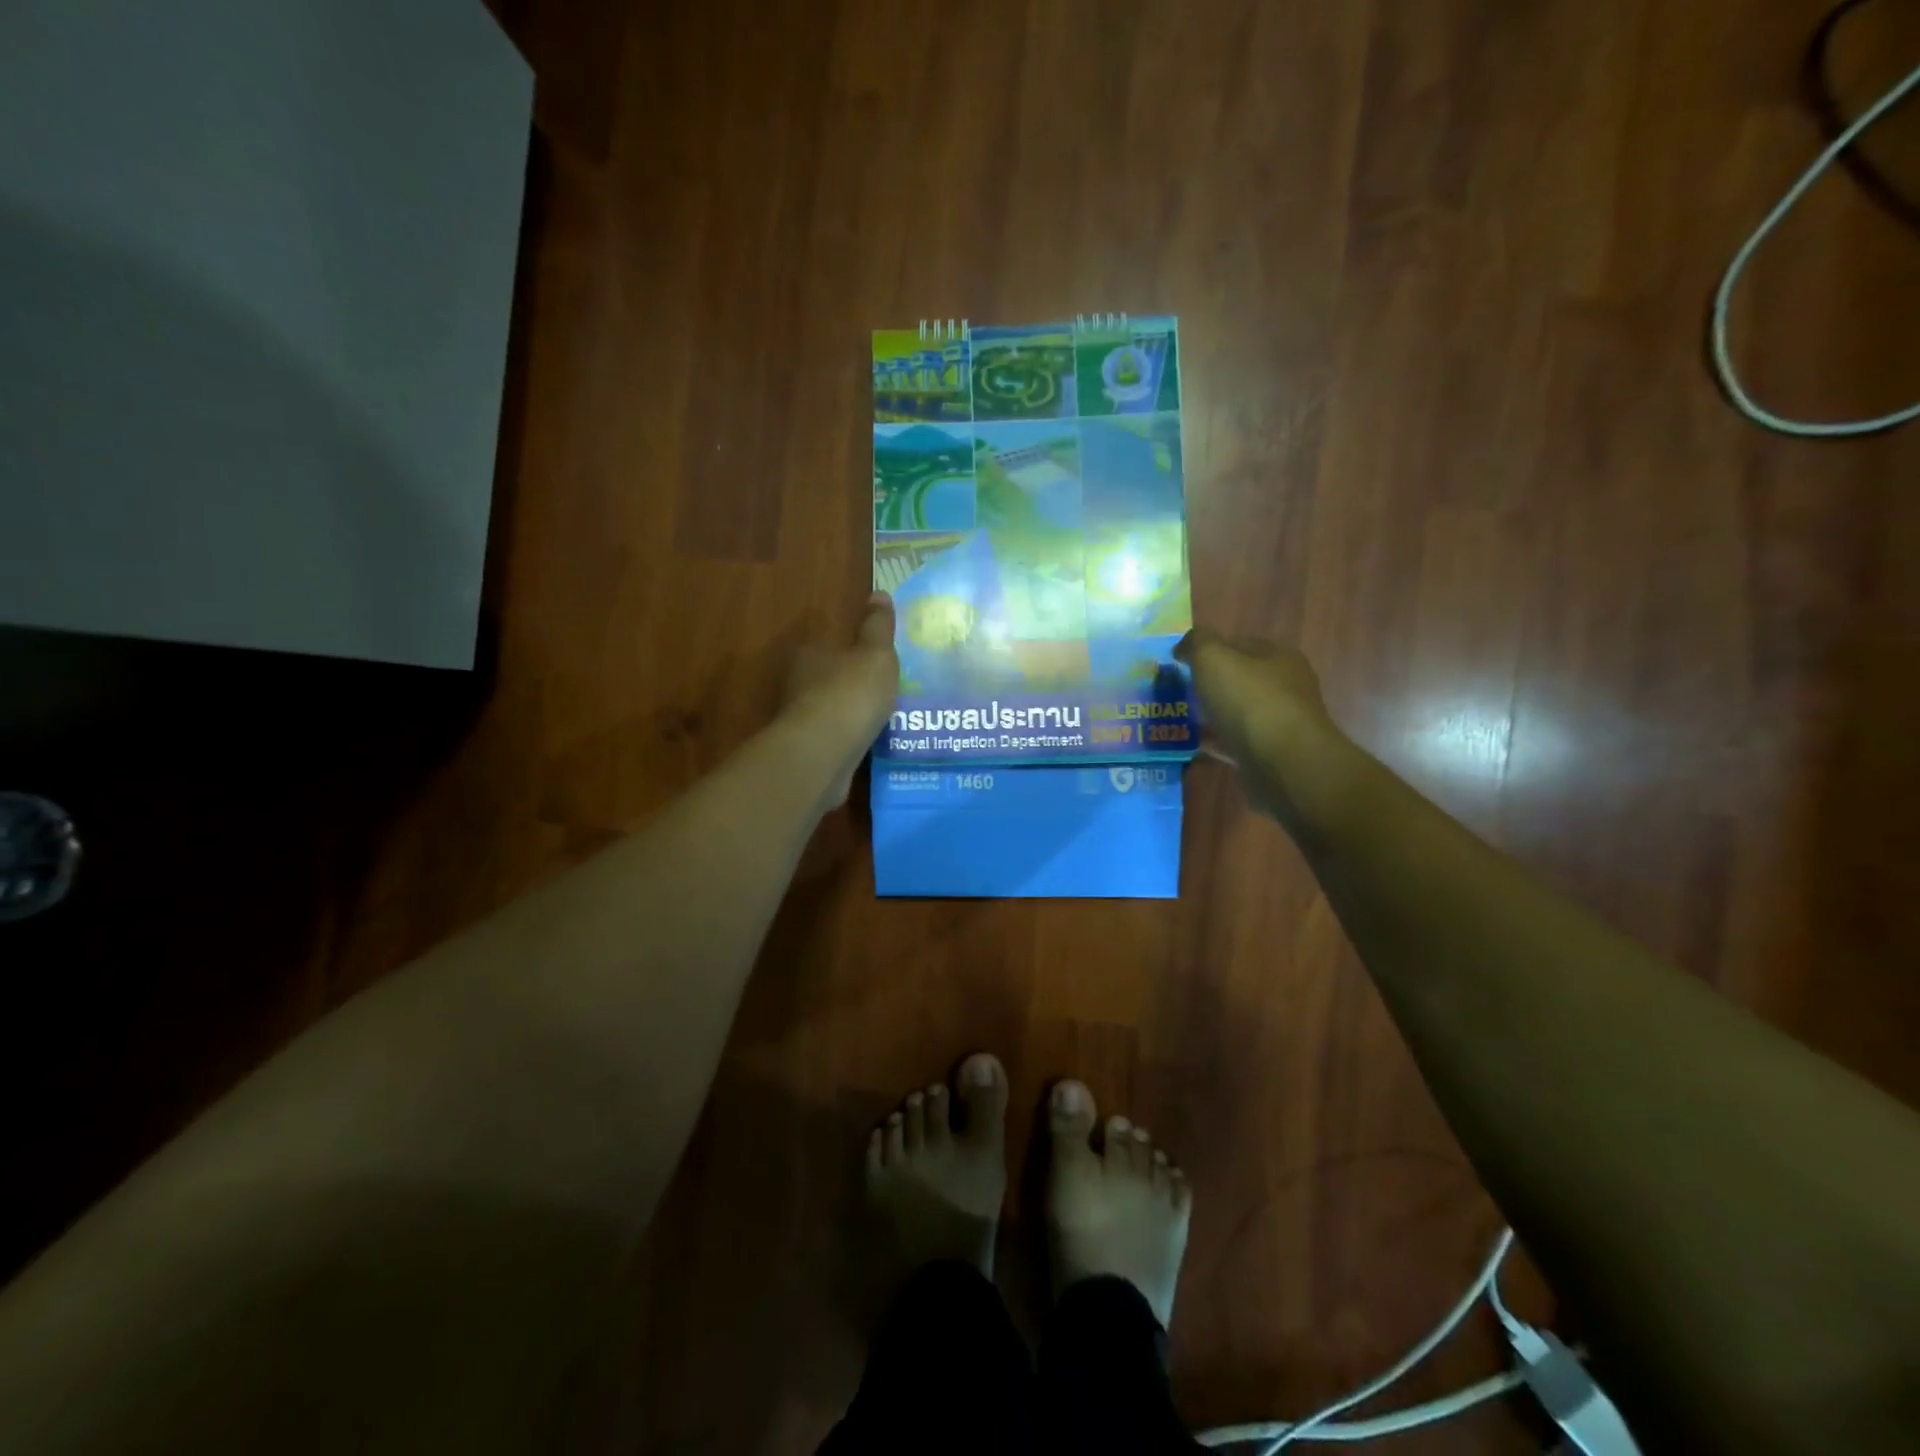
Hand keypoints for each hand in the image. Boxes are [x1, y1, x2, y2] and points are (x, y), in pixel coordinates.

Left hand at [783, 593, 899, 804]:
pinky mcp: (809, 752)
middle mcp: (799, 685)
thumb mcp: (875, 653)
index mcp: (810, 655)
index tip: (873, 660)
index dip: (850, 651)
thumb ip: (878, 626)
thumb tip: (879, 592)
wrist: (824, 752)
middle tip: (884, 689)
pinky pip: (835, 740)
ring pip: (830, 711)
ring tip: (883, 719)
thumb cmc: (850, 693)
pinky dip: (850, 740)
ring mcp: (801, 721)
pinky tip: (871, 744)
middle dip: (851, 684)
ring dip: (851, 715)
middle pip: (827, 679)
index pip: (828, 645)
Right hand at [1174, 629, 1341, 818]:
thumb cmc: (1249, 701)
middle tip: (1176, 692)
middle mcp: (1284, 686)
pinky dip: (1215, 742)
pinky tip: (1193, 745)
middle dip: (1208, 684)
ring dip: (1211, 715)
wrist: (1283, 763)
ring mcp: (1279, 722)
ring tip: (1180, 719)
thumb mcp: (1213, 657)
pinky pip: (1236, 742)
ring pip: (1236, 712)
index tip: (1179, 663)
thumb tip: (1184, 647)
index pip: (1238, 644)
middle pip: (1238, 679)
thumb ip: (1196, 643)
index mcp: (1277, 656)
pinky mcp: (1270, 754)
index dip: (1207, 649)